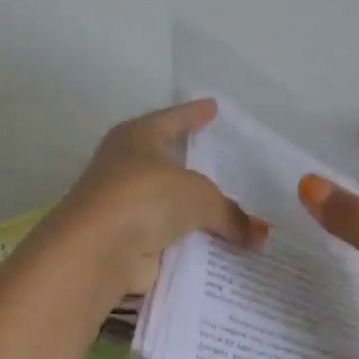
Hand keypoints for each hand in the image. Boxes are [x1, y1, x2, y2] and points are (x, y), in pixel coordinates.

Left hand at [49, 99, 267, 297]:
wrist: (98, 250)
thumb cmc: (146, 198)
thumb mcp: (200, 197)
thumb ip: (232, 214)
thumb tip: (261, 237)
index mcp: (137, 138)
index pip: (173, 118)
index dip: (194, 113)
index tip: (214, 108)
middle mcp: (126, 167)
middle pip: (169, 163)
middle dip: (198, 168)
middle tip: (232, 168)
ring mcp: (125, 206)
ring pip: (170, 205)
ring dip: (196, 213)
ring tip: (236, 215)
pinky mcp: (128, 242)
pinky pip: (169, 239)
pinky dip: (190, 244)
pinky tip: (219, 248)